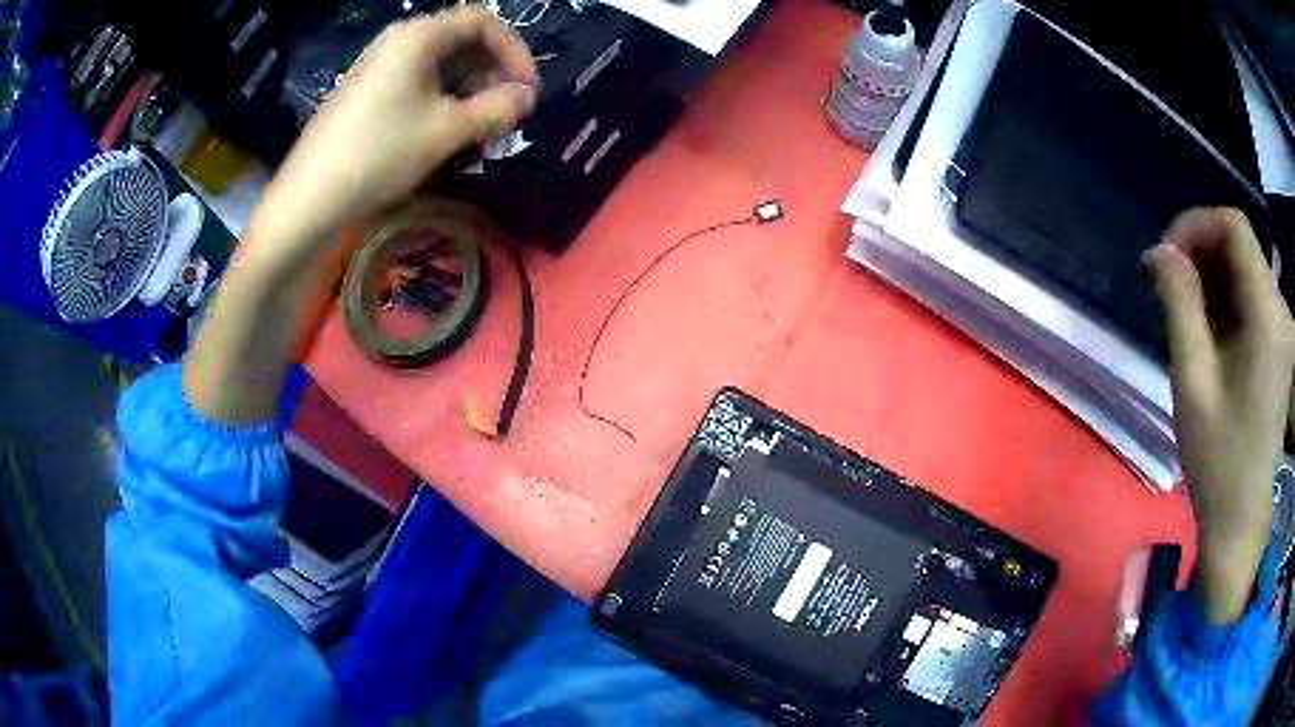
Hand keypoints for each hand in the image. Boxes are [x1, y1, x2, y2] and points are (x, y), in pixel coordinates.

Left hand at [182, 9, 534, 424]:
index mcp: (418, 36)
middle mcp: (398, 42)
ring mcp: (378, 68)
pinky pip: (416, 83)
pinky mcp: (366, 94)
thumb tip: (527, 98)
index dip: (515, 51)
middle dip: (492, 73)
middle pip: (462, 41)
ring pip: (440, 65)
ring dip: (470, 91)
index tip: (527, 90)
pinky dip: (442, 101)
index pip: (483, 21)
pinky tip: (446, 134)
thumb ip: (497, 108)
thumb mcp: (446, 131)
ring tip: (480, 131)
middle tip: (506, 114)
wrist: (308, 200)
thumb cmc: (379, 155)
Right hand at [1146, 208, 1294, 622]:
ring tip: (1183, 314)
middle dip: (1200, 250)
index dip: (1195, 225)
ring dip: (1210, 277)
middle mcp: (1279, 309)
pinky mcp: (1278, 345)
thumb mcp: (1193, 382)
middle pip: (1239, 244)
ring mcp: (1281, 328)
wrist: (1241, 520)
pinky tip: (1207, 332)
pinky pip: (1250, 298)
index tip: (1165, 258)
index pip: (1233, 226)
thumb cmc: (1218, 461)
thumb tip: (1158, 251)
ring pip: (1244, 269)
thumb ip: (1179, 306)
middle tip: (1166, 287)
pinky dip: (1225, 299)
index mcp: (1266, 314)